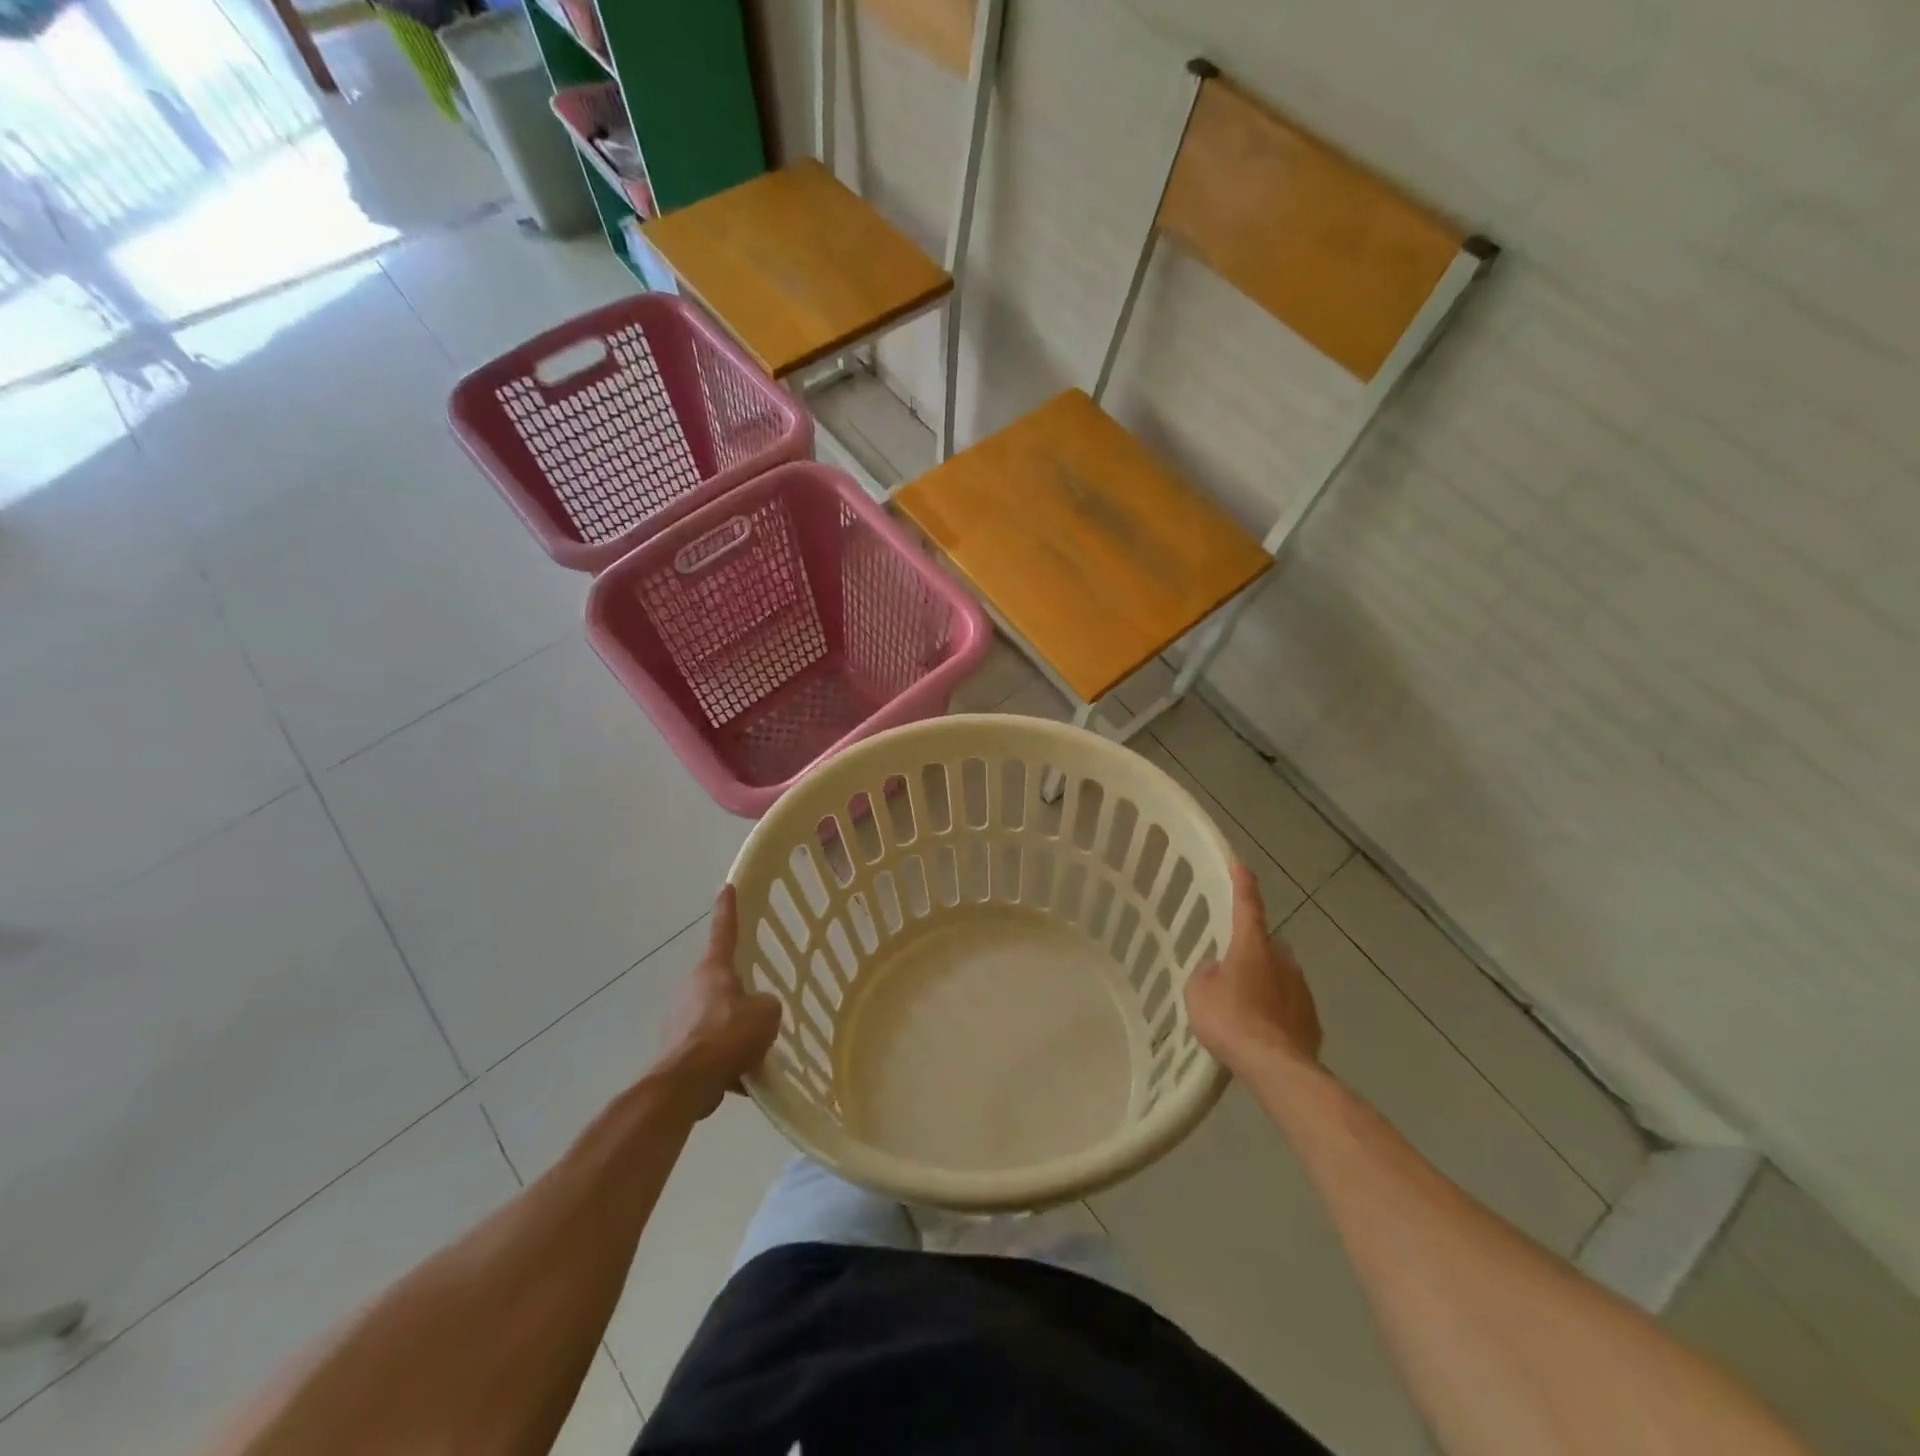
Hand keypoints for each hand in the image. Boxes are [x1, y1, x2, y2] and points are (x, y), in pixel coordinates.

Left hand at [659, 886, 782, 1119]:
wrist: (685, 1084)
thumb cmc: (728, 1035)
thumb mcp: (767, 1013)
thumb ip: (767, 1004)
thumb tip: (758, 1011)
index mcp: (714, 969)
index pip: (724, 930)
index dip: (728, 908)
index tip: (727, 887)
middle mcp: (692, 988)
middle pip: (720, 980)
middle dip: (739, 991)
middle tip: (760, 1003)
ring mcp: (680, 1019)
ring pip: (715, 1017)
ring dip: (732, 1029)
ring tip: (756, 1050)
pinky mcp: (676, 1050)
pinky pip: (709, 1048)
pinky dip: (725, 1060)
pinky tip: (744, 1079)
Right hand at [1185, 865, 1322, 1076]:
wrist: (1275, 1067)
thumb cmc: (1231, 1019)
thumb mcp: (1198, 991)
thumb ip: (1207, 973)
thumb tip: (1217, 970)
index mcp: (1252, 946)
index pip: (1247, 906)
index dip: (1243, 885)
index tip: (1241, 866)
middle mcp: (1283, 960)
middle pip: (1266, 944)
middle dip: (1252, 950)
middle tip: (1231, 967)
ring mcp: (1302, 990)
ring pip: (1280, 975)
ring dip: (1265, 982)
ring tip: (1244, 1006)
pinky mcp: (1312, 1020)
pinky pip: (1289, 1006)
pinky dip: (1276, 1011)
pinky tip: (1261, 1031)